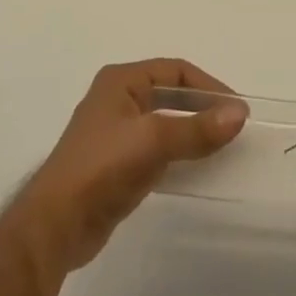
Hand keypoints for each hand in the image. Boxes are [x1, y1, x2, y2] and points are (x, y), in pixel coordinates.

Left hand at [6, 59, 246, 275]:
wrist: (56, 224)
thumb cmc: (102, 167)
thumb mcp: (153, 141)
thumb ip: (198, 127)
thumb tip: (239, 113)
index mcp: (121, 81)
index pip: (175, 70)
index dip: (208, 85)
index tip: (236, 109)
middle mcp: (118, 100)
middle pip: (171, 94)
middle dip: (202, 107)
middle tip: (233, 127)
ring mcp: (116, 132)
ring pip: (165, 122)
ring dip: (193, 131)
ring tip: (222, 147)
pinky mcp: (117, 164)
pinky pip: (158, 148)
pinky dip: (180, 152)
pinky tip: (198, 167)